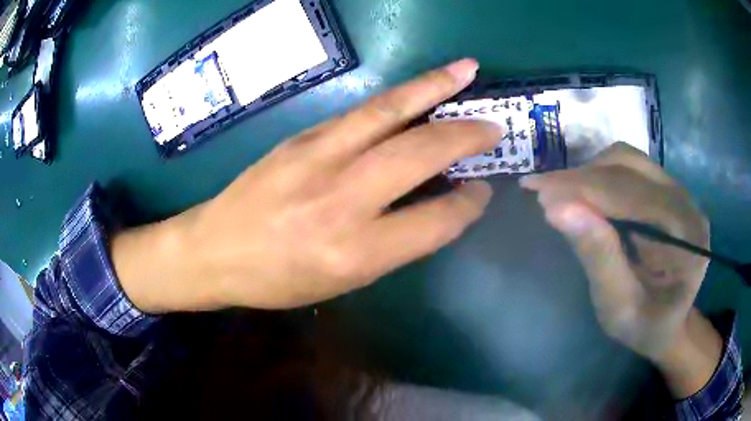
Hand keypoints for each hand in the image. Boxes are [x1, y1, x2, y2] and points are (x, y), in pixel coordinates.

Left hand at [113, 59, 502, 311]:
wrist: (214, 250)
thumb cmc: (277, 279)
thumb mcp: (342, 282)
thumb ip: (394, 243)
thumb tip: (437, 206)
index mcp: (354, 253)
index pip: (435, 221)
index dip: (468, 204)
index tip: (482, 190)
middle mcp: (341, 200)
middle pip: (419, 154)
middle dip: (465, 136)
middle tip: (494, 126)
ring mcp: (317, 157)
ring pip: (389, 113)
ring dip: (435, 87)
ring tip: (467, 70)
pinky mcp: (302, 137)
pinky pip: (361, 111)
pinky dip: (399, 96)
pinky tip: (419, 87)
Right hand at [520, 143, 720, 396]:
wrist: (669, 323)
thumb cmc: (645, 327)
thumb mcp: (618, 307)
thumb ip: (598, 258)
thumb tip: (559, 209)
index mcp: (686, 236)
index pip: (632, 194)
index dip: (584, 188)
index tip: (537, 190)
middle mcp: (686, 202)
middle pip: (630, 167)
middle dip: (582, 177)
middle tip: (542, 191)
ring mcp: (678, 191)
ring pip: (627, 160)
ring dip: (590, 173)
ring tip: (561, 194)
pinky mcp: (666, 189)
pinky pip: (630, 168)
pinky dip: (601, 176)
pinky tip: (585, 195)